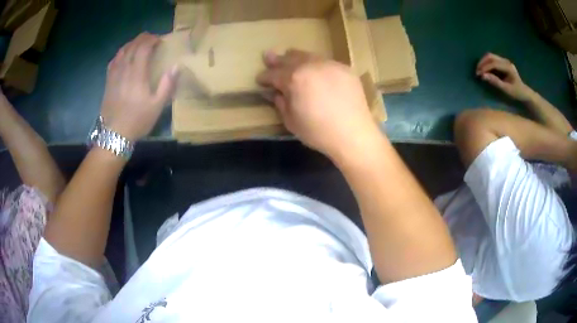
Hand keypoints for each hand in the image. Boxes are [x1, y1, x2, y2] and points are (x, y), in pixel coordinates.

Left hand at [101, 33, 177, 140]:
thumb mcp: (157, 106)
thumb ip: (167, 84)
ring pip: (122, 51)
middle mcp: (124, 70)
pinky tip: (124, 55)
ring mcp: (114, 75)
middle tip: (152, 39)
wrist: (115, 134)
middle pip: (132, 46)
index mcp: (137, 74)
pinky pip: (113, 61)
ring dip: (132, 43)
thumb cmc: (137, 120)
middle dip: (143, 38)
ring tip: (139, 44)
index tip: (160, 40)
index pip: (143, 47)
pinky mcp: (108, 81)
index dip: (152, 40)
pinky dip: (120, 53)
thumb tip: (177, 66)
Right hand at [256, 49, 379, 160]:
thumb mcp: (291, 121)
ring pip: (308, 56)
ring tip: (290, 56)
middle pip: (290, 59)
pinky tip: (315, 70)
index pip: (273, 74)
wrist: (353, 135)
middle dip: (277, 60)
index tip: (259, 79)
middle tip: (269, 57)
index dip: (264, 77)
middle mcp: (311, 66)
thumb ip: (280, 103)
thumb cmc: (318, 132)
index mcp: (294, 79)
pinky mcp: (345, 69)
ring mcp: (330, 65)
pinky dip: (316, 64)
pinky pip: (325, 62)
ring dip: (296, 57)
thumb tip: (275, 93)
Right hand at [476, 53, 533, 101]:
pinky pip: (492, 60)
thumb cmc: (516, 93)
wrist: (524, 92)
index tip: (478, 74)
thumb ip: (495, 82)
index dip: (485, 67)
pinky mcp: (503, 63)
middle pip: (491, 57)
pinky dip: (487, 63)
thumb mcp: (506, 89)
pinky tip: (485, 70)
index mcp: (508, 67)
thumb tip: (483, 76)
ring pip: (491, 57)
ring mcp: (504, 61)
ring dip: (483, 62)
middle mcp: (506, 61)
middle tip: (477, 71)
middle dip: (482, 62)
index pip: (493, 63)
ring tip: (479, 70)